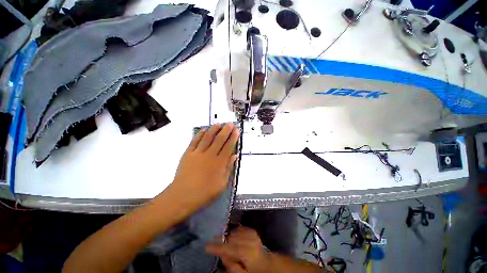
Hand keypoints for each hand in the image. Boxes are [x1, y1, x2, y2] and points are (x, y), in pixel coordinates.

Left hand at [169, 123, 238, 210]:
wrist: (183, 196)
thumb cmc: (205, 192)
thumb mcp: (222, 184)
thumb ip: (229, 168)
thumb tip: (234, 156)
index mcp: (219, 163)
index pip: (228, 147)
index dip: (233, 138)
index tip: (236, 131)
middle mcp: (210, 155)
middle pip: (219, 139)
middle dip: (226, 130)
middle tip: (230, 124)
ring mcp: (198, 153)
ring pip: (207, 137)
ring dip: (214, 129)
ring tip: (219, 124)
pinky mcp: (188, 153)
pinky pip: (195, 141)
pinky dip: (200, 134)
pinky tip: (204, 130)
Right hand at [205, 227, 271, 272]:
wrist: (265, 263)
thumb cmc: (252, 270)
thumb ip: (230, 264)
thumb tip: (221, 252)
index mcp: (248, 253)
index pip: (229, 248)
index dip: (217, 247)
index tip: (206, 246)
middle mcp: (250, 241)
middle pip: (231, 238)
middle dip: (223, 242)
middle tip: (218, 246)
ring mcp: (252, 234)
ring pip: (234, 232)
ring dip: (229, 238)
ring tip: (229, 245)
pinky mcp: (252, 231)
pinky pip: (240, 228)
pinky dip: (235, 232)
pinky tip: (235, 238)